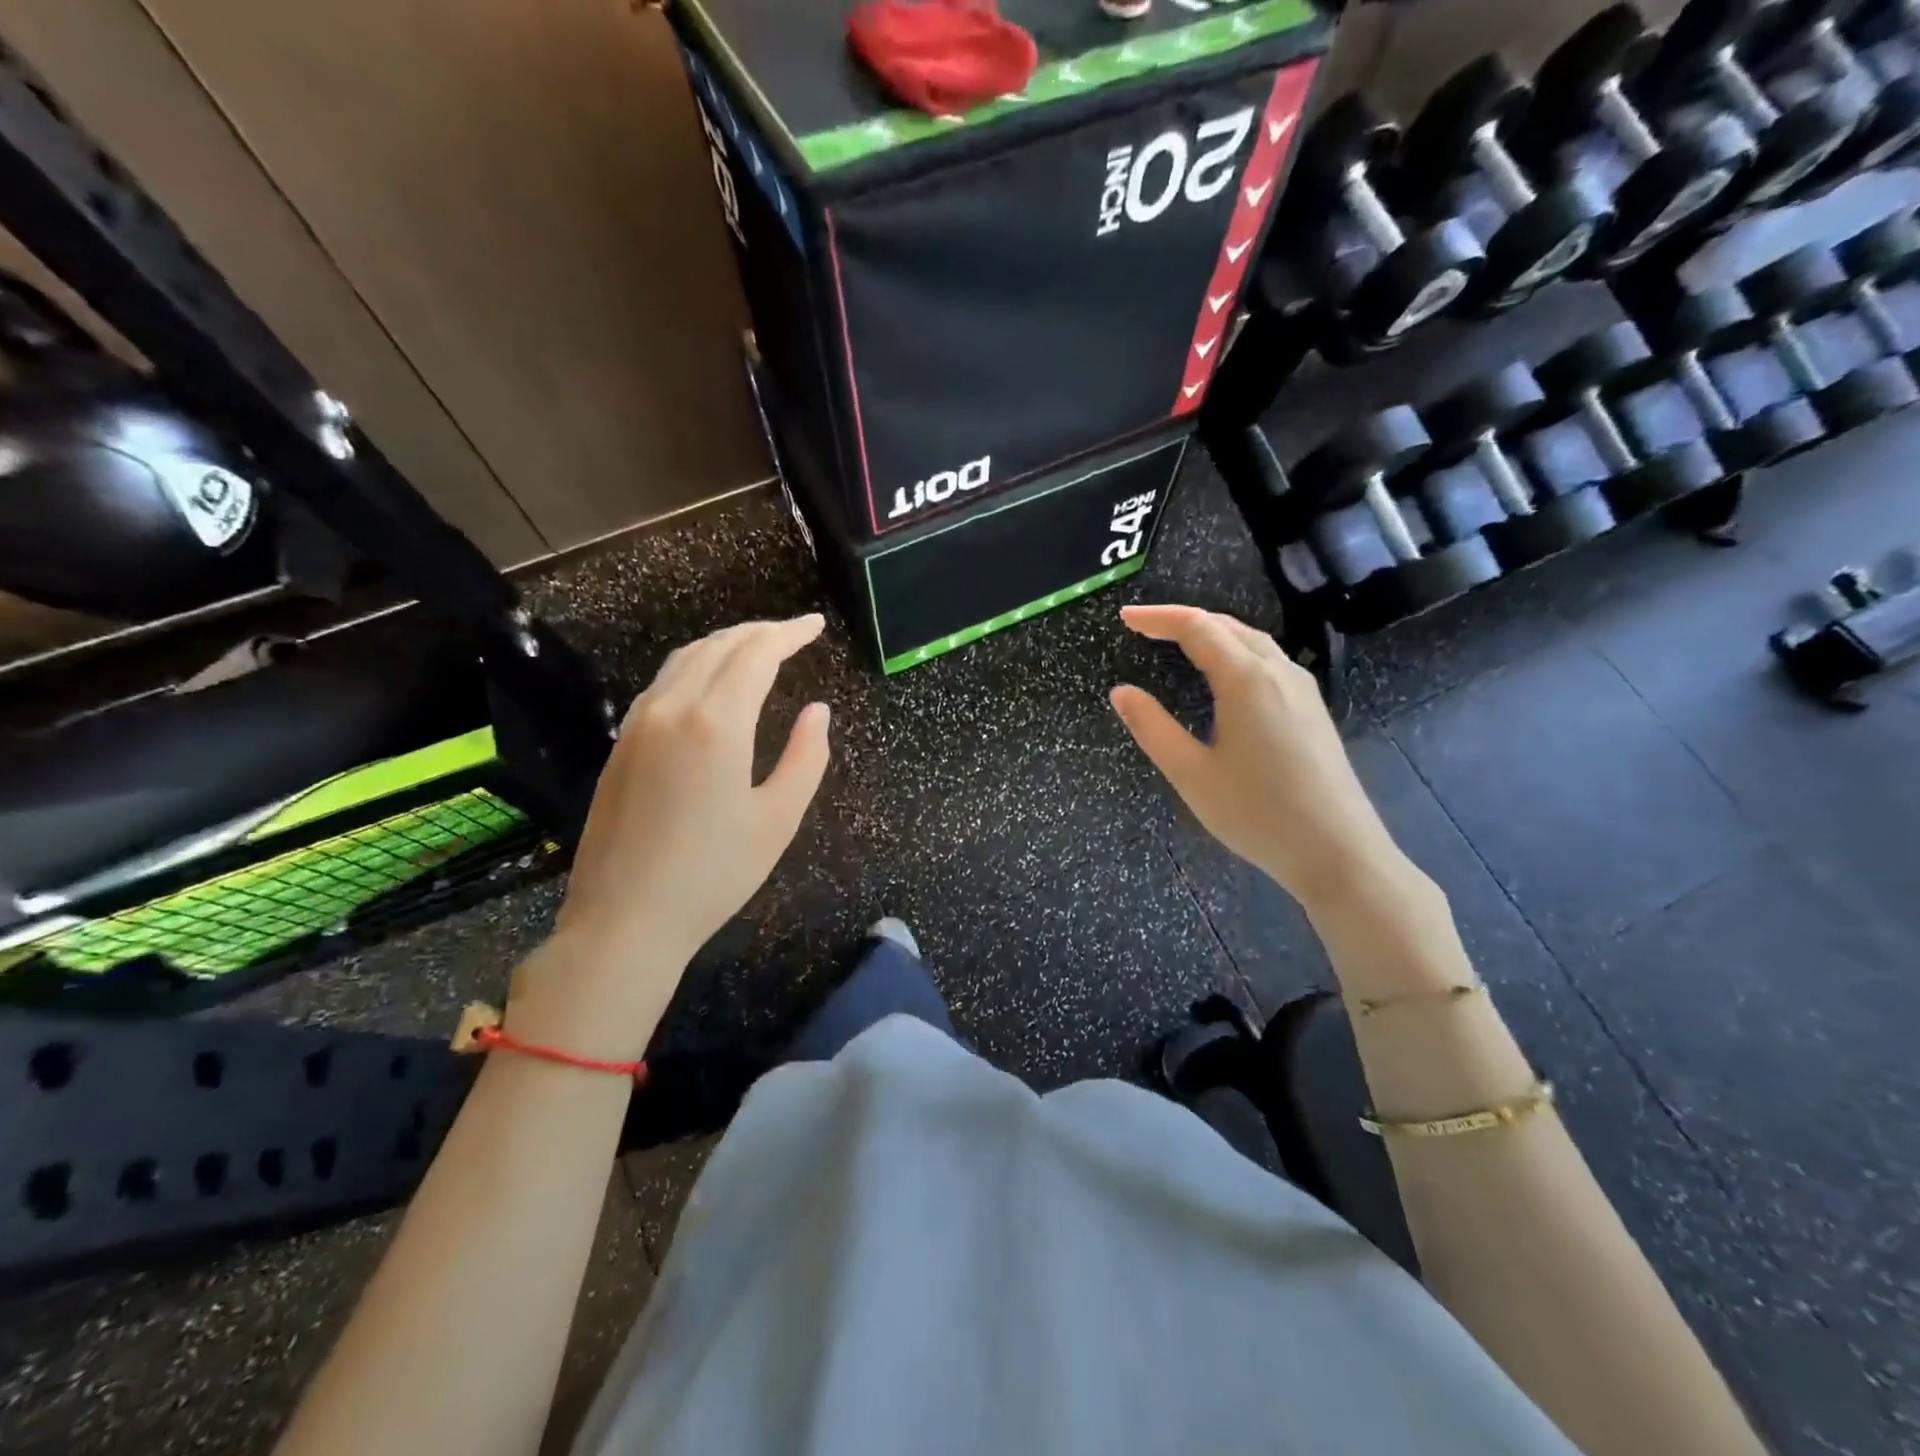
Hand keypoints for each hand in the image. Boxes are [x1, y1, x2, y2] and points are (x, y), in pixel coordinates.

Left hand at [517, 616, 831, 1053]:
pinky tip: (710, 684)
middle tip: (793, 633)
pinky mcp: (622, 744)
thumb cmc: (713, 874)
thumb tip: (818, 710)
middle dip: (759, 632)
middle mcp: (672, 709)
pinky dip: (695, 666)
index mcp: (717, 723)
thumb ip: (806, 757)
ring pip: (685, 659)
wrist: (624, 919)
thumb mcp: (778, 819)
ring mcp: (639, 724)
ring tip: (757, 648)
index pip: (756, 654)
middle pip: (719, 646)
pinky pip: (663, 683)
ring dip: (725, 644)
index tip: (815, 625)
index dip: (789, 633)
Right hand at [1110, 604, 1407, 913]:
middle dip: (1183, 620)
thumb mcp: (1192, 774)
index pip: (1197, 628)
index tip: (1124, 617)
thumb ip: (1153, 728)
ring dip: (1212, 632)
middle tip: (1144, 627)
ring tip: (1178, 642)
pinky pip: (1269, 661)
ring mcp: (1302, 690)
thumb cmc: (1258, 814)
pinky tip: (1224, 675)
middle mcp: (1279, 672)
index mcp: (1247, 680)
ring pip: (1253, 642)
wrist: (1338, 852)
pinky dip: (1235, 652)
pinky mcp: (1313, 710)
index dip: (1157, 618)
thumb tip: (1121, 692)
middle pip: (1228, 626)